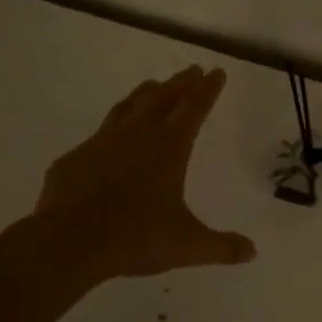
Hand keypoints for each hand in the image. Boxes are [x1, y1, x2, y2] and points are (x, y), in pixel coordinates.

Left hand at [29, 65, 256, 282]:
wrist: (69, 242)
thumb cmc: (136, 237)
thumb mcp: (187, 246)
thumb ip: (221, 247)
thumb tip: (252, 252)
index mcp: (169, 147)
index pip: (194, 107)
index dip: (208, 89)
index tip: (216, 72)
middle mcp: (137, 135)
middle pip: (163, 97)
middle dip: (181, 83)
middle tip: (192, 70)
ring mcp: (101, 143)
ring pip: (128, 107)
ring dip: (146, 94)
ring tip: (154, 86)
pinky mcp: (75, 158)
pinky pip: (99, 135)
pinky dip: (113, 129)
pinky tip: (111, 139)